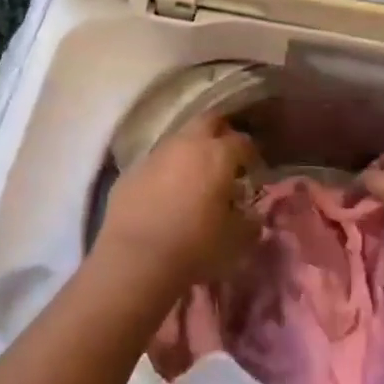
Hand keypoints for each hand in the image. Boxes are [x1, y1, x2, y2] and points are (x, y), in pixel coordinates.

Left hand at [96, 115, 260, 294]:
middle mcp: (186, 144)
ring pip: (178, 140)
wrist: (135, 260)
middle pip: (208, 122)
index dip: (251, 154)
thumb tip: (252, 216)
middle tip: (225, 158)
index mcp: (218, 154)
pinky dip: (165, 172)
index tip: (254, 170)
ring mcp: (154, 155)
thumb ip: (249, 221)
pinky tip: (165, 195)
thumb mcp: (237, 240)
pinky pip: (154, 163)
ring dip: (189, 153)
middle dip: (219, 134)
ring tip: (194, 178)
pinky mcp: (129, 172)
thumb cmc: (196, 247)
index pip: (242, 142)